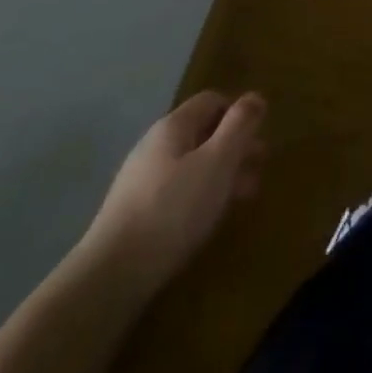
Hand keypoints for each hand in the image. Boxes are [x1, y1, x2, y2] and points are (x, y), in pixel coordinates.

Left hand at [82, 91, 265, 288]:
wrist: (111, 275)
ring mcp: (141, 180)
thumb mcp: (218, 161)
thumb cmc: (174, 209)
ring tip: (244, 196)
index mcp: (173, 126)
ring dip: (222, 172)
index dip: (239, 113)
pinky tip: (210, 216)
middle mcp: (154, 146)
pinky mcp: (135, 212)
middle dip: (235, 146)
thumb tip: (255, 97)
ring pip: (192, 163)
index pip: (212, 100)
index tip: (260, 136)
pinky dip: (201, 195)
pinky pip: (178, 190)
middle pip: (203, 132)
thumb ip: (240, 125)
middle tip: (259, 167)